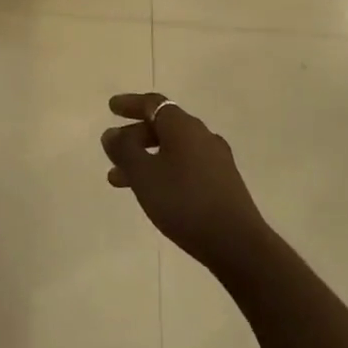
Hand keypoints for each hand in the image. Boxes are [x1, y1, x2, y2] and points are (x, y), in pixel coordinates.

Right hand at [102, 94, 269, 271]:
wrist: (237, 243)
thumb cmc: (183, 202)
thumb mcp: (144, 175)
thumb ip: (124, 150)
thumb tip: (111, 133)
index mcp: (183, 126)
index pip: (153, 104)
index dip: (130, 104)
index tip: (111, 108)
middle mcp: (202, 136)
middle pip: (163, 126)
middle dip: (134, 137)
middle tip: (112, 151)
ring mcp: (216, 160)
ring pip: (172, 150)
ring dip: (145, 159)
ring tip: (120, 180)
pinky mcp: (222, 183)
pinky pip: (185, 166)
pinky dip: (163, 171)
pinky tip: (153, 193)